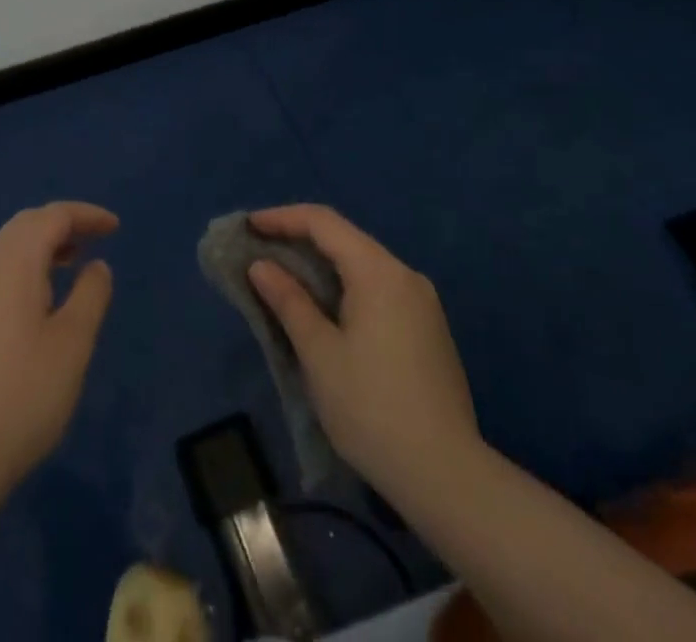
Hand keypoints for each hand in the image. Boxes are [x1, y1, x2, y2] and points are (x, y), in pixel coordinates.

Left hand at [0, 202, 116, 500]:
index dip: (85, 215)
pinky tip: (34, 307)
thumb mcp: (71, 346)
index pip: (52, 217)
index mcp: (13, 265)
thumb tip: (95, 266)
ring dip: (40, 248)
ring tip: (70, 268)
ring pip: (5, 251)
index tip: (114, 228)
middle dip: (61, 225)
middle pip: (24, 226)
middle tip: (93, 241)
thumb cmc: (21, 398)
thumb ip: (89, 297)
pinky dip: (22, 272)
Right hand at [247, 205, 478, 502]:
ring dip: (321, 265)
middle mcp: (404, 275)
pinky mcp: (428, 329)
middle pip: (344, 239)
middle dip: (299, 239)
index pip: (323, 222)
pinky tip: (325, 308)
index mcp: (378, 271)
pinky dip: (345, 286)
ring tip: (285, 278)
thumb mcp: (319, 353)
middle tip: (260, 250)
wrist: (448, 477)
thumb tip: (261, 266)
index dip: (281, 218)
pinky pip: (378, 288)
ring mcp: (422, 303)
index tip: (248, 227)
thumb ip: (288, 301)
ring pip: (362, 264)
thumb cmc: (372, 408)